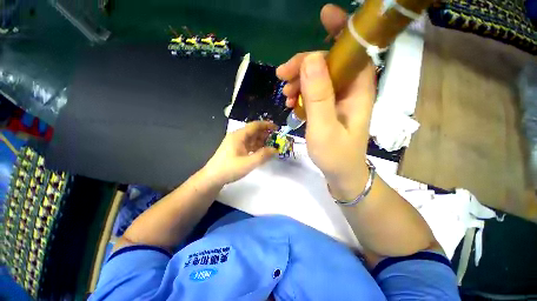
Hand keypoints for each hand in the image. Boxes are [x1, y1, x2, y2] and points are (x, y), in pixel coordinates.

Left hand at [204, 121, 277, 184]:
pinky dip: (257, 147)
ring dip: (262, 141)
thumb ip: (263, 156)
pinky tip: (262, 152)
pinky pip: (249, 145)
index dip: (267, 125)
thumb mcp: (248, 163)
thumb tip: (275, 149)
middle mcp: (237, 137)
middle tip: (277, 140)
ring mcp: (236, 143)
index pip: (255, 125)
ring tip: (272, 146)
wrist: (212, 178)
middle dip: (266, 134)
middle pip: (254, 131)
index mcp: (239, 136)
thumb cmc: (229, 169)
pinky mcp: (236, 149)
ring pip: (252, 139)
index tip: (277, 128)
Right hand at [276, 4, 376, 199]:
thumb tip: (310, 59)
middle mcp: (350, 90)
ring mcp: (338, 99)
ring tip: (285, 96)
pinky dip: (301, 93)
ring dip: (299, 81)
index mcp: (358, 91)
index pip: (353, 51)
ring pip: (318, 77)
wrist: (341, 173)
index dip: (342, 31)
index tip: (324, 15)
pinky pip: (314, 92)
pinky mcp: (329, 107)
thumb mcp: (324, 128)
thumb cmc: (335, 155)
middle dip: (304, 65)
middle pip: (328, 63)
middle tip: (282, 77)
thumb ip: (319, 96)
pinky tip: (291, 103)